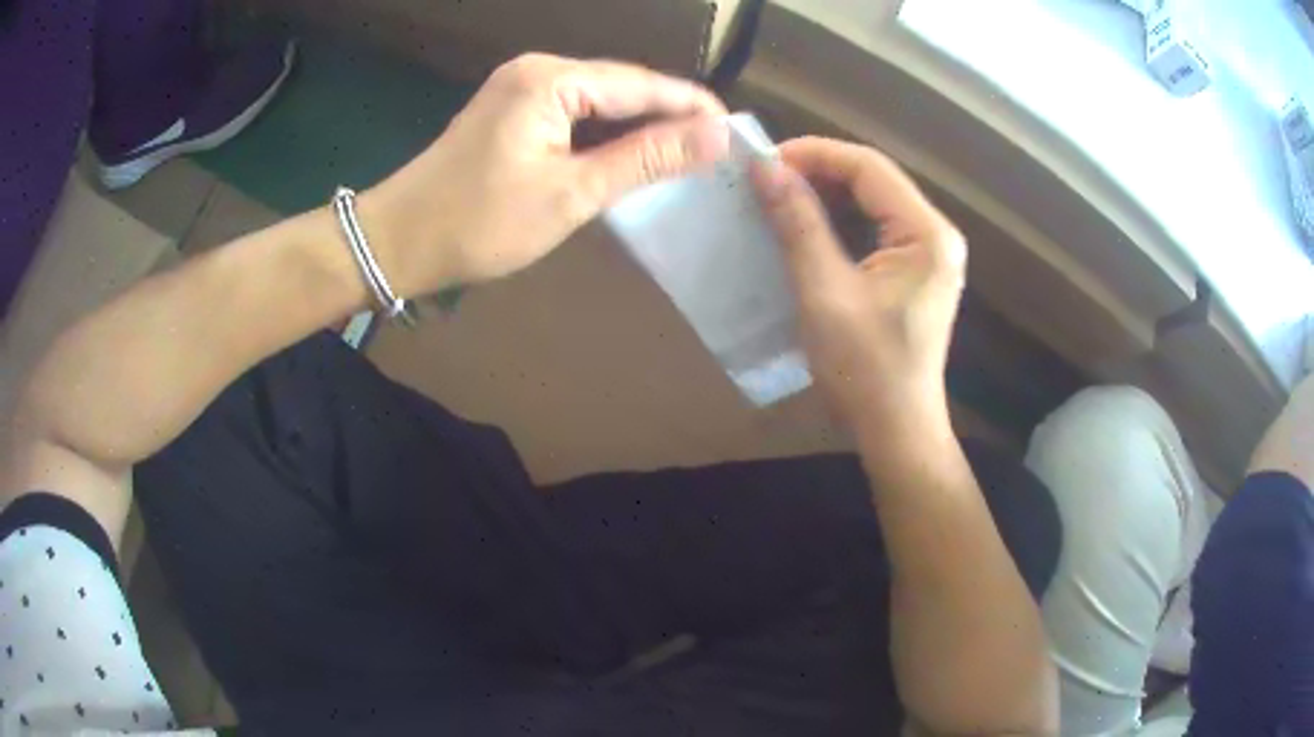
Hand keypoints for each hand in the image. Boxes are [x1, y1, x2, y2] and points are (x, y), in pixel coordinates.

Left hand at [364, 53, 727, 294]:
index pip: (642, 83)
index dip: (693, 106)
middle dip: (670, 117)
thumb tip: (716, 136)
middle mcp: (538, 71)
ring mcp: (522, 88)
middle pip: (622, 87)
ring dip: (641, 127)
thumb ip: (646, 159)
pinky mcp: (513, 111)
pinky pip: (575, 114)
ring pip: (601, 102)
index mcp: (551, 79)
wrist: (397, 242)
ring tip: (688, 157)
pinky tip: (634, 155)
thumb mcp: (571, 193)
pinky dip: (607, 135)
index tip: (736, 134)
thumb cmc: (479, 222)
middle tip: (716, 153)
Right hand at [752, 137, 966, 434]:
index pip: (870, 168)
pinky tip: (805, 225)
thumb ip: (798, 224)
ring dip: (825, 194)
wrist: (895, 430)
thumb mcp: (825, 293)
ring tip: (778, 197)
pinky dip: (838, 220)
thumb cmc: (864, 371)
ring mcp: (929, 252)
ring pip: (872, 201)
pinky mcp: (915, 270)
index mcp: (927, 234)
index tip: (765, 162)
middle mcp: (936, 234)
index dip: (815, 154)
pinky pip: (874, 227)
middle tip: (766, 180)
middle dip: (818, 172)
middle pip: (874, 179)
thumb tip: (764, 168)